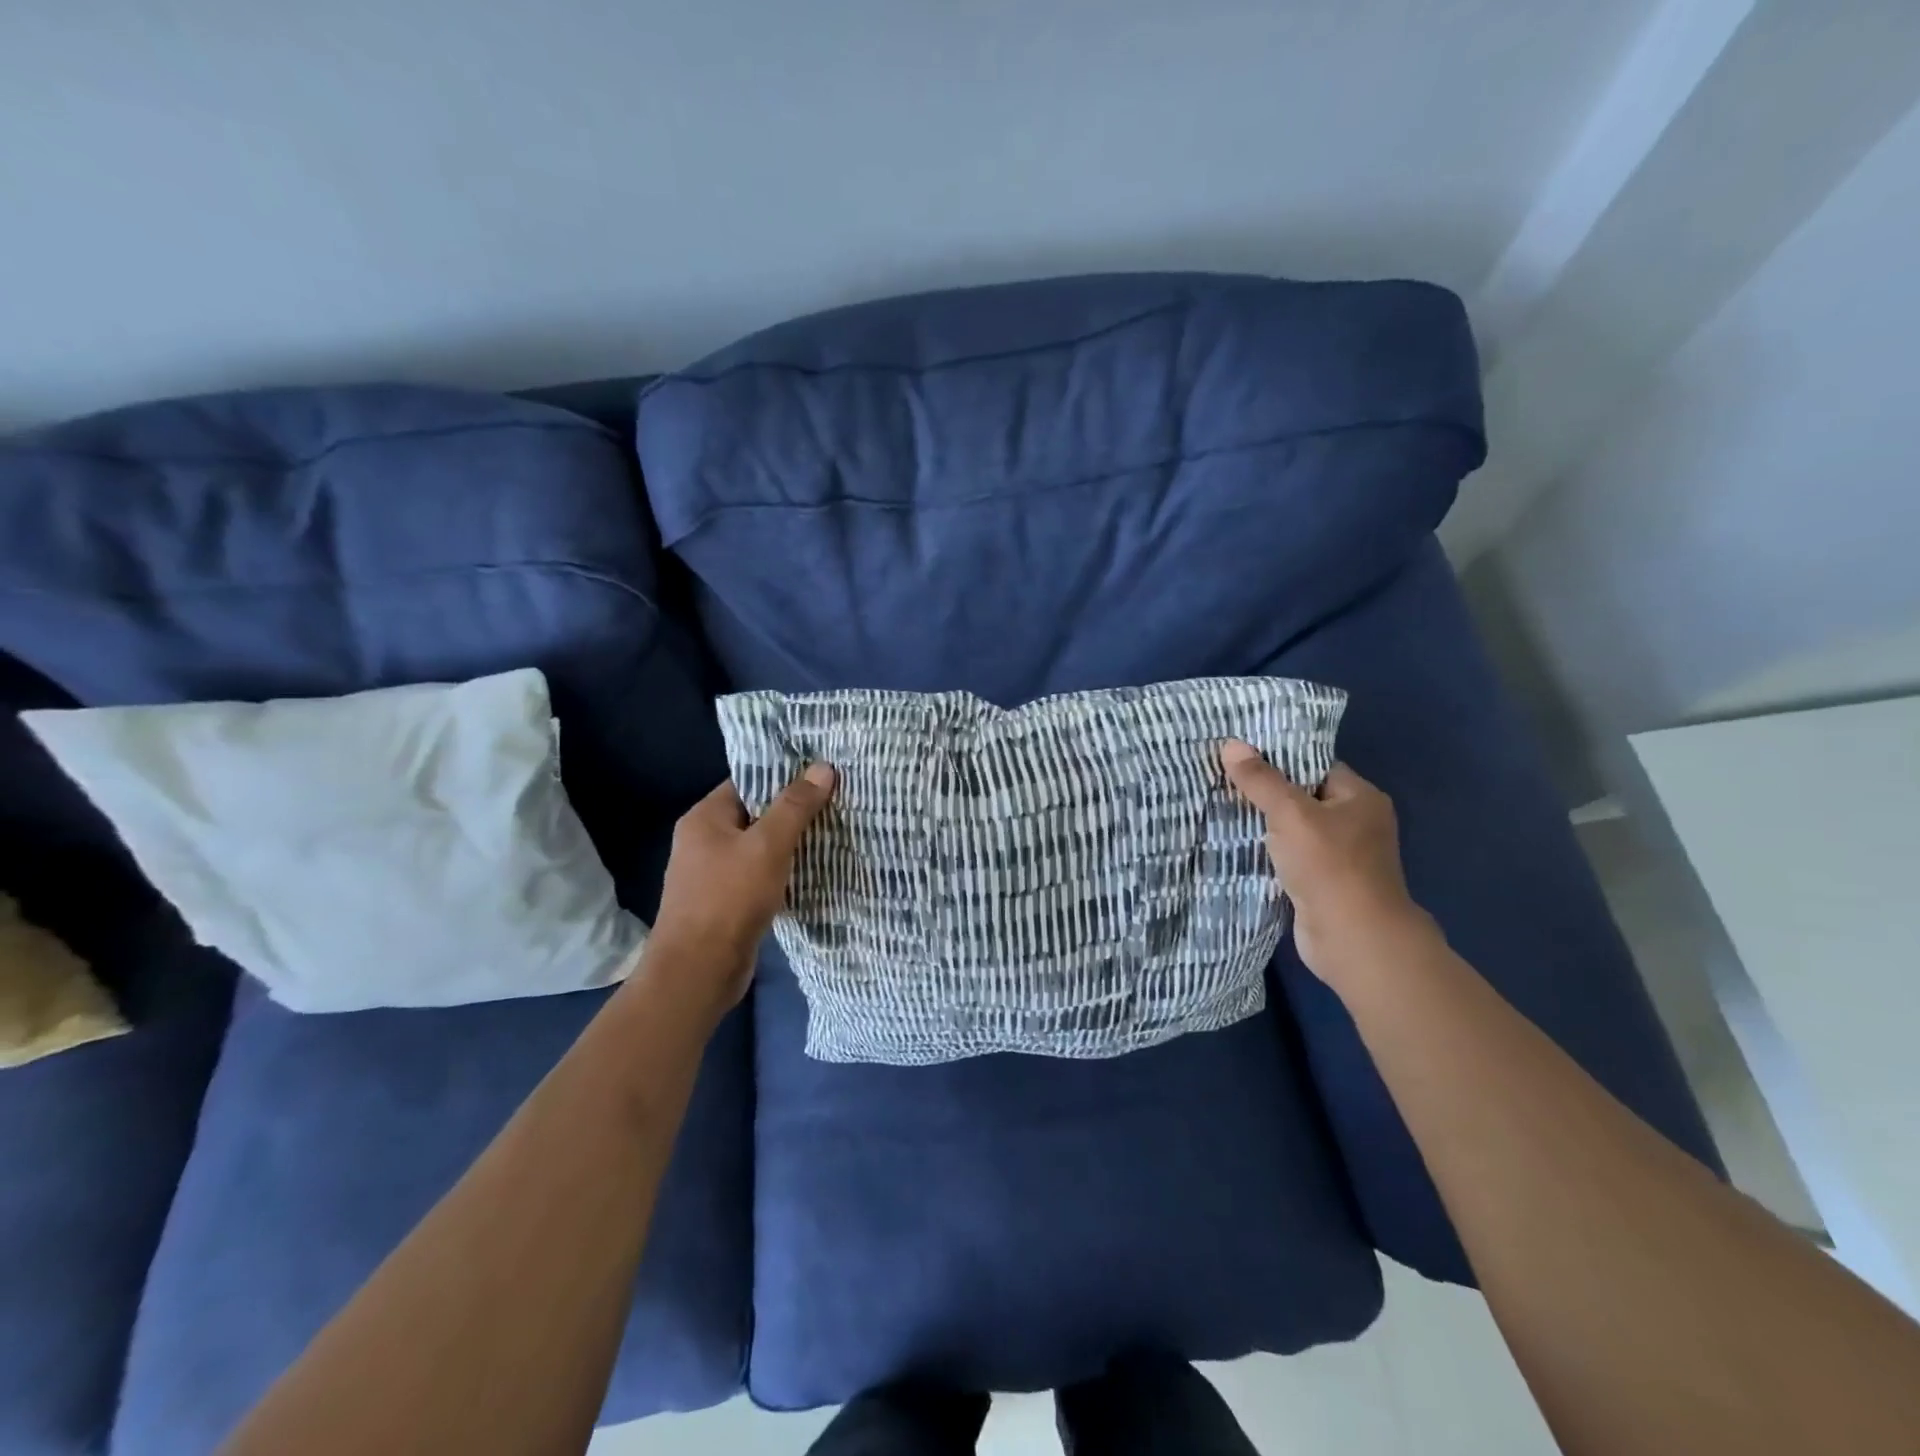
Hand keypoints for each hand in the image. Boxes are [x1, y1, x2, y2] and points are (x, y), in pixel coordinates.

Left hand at [642, 763, 836, 1016]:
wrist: (698, 971)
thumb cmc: (729, 898)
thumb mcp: (768, 846)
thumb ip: (795, 806)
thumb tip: (824, 767)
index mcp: (705, 818)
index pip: (748, 782)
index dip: (784, 776)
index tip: (821, 774)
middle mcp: (704, 841)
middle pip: (755, 814)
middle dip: (793, 811)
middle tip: (836, 802)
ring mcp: (713, 874)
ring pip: (759, 848)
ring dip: (790, 844)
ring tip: (833, 833)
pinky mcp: (726, 902)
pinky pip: (758, 875)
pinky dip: (782, 872)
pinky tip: (813, 872)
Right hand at [1219, 742, 1433, 987]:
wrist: (1353, 939)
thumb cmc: (1329, 866)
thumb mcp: (1290, 814)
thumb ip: (1260, 780)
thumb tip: (1230, 744)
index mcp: (1360, 797)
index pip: (1315, 765)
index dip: (1278, 758)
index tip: (1239, 754)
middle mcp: (1356, 823)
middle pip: (1302, 796)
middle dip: (1265, 792)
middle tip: (1221, 778)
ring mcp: (1341, 856)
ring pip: (1294, 829)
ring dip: (1264, 825)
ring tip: (1220, 807)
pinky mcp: (1323, 883)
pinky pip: (1290, 857)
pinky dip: (1267, 852)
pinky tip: (1235, 844)